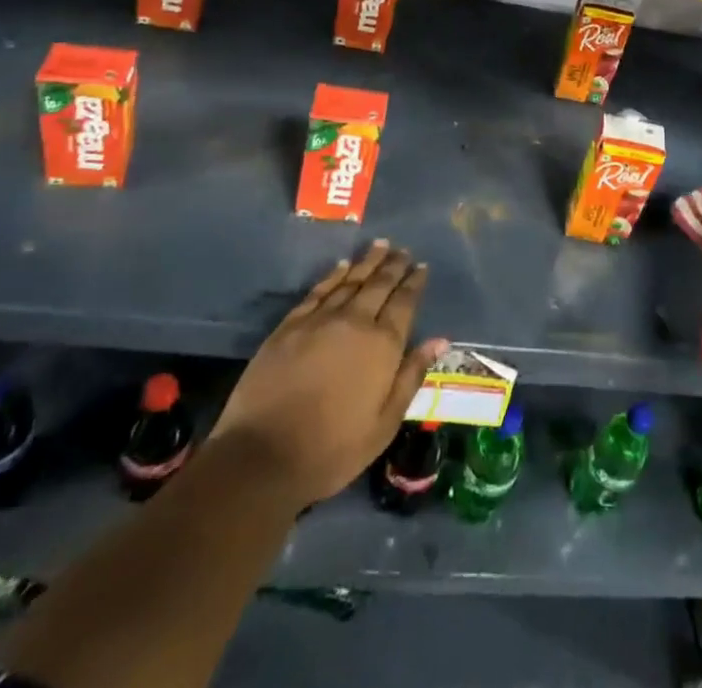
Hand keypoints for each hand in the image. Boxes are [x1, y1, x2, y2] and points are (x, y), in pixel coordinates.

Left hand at [213, 241, 447, 506]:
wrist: (262, 456)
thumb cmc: (332, 448)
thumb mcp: (384, 423)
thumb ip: (411, 376)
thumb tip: (439, 340)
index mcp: (382, 344)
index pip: (404, 302)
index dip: (414, 282)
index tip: (422, 266)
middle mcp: (354, 321)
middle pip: (379, 284)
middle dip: (393, 265)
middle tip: (403, 250)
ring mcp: (319, 320)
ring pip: (350, 281)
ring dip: (367, 263)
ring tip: (380, 246)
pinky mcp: (289, 325)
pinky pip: (318, 291)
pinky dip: (333, 276)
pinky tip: (342, 267)